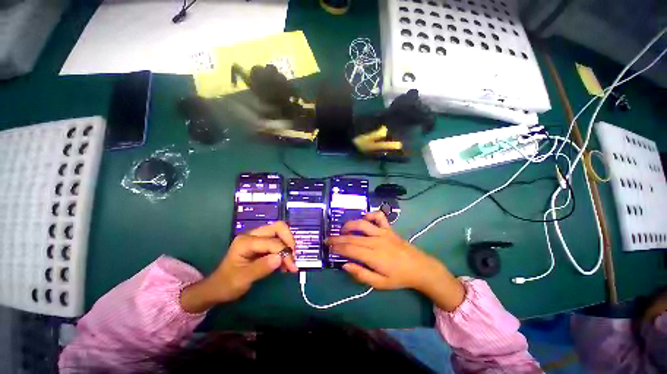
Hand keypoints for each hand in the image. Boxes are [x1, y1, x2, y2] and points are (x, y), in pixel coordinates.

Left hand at [181, 222, 296, 312]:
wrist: (217, 288)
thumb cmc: (227, 284)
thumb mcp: (242, 279)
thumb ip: (261, 268)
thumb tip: (280, 258)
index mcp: (246, 241)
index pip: (272, 241)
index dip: (284, 252)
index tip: (292, 267)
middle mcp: (252, 235)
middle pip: (278, 228)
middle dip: (289, 241)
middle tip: (293, 257)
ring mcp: (257, 238)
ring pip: (279, 232)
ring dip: (288, 245)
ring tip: (290, 262)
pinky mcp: (261, 243)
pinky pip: (277, 240)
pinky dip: (284, 249)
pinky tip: (285, 262)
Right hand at [327, 212, 464, 311]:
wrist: (419, 267)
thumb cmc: (399, 278)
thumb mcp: (379, 284)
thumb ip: (361, 274)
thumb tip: (344, 265)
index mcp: (373, 256)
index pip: (350, 249)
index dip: (337, 247)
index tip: (329, 247)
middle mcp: (376, 241)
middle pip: (352, 237)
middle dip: (338, 238)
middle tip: (328, 239)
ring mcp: (383, 232)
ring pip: (362, 224)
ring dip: (349, 225)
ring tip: (342, 230)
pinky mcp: (389, 228)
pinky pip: (378, 217)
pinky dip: (370, 215)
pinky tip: (364, 220)